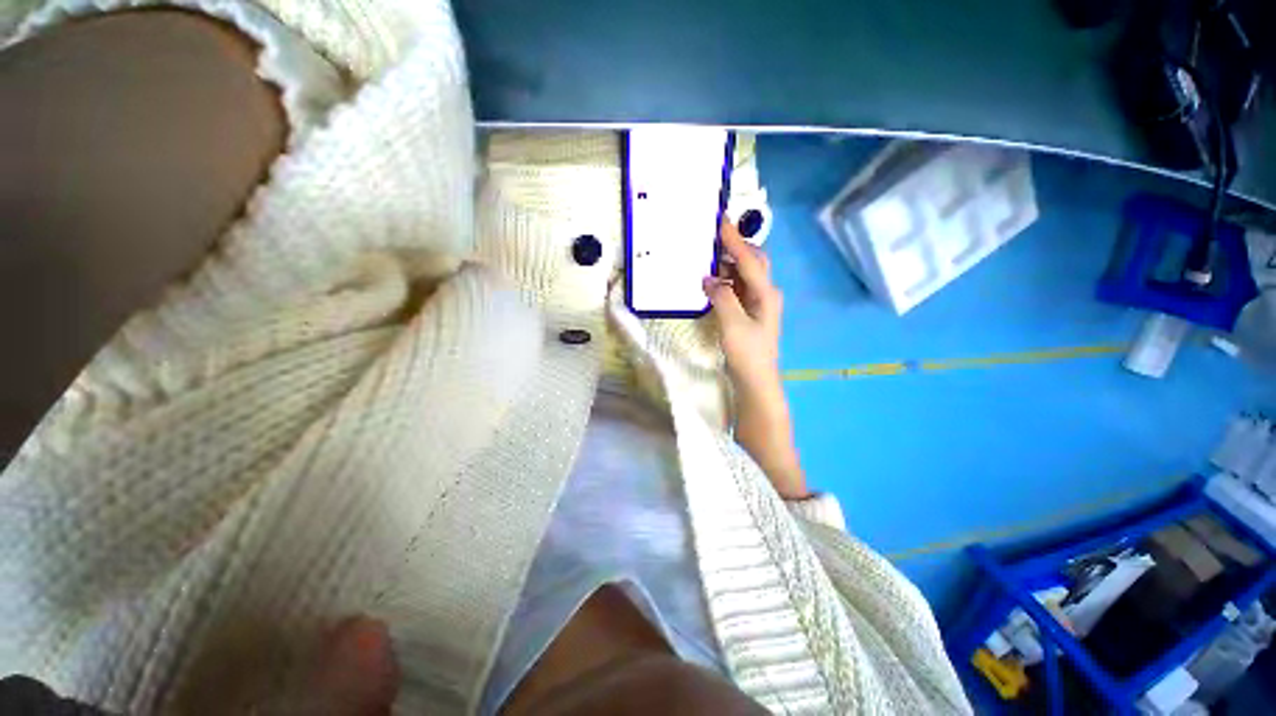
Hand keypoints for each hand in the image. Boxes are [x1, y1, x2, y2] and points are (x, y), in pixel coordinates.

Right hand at [703, 222, 806, 498]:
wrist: (756, 381)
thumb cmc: (747, 353)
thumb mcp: (732, 324)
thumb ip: (721, 297)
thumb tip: (709, 278)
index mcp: (766, 293)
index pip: (749, 259)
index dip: (734, 240)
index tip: (719, 220)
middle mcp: (765, 294)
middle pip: (752, 262)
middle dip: (735, 247)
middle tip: (713, 237)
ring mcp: (758, 304)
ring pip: (744, 275)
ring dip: (728, 265)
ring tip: (707, 257)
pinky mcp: (748, 314)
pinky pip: (737, 289)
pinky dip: (725, 282)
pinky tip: (711, 282)